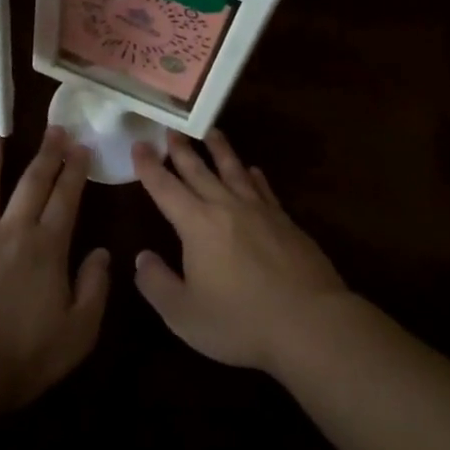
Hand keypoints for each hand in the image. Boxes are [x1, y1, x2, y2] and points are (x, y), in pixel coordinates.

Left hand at [0, 127, 109, 410]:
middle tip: (54, 128)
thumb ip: (94, 289)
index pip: (66, 199)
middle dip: (46, 154)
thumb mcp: (78, 333)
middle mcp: (10, 232)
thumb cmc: (21, 358)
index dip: (75, 171)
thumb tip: (103, 253)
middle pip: (31, 184)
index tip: (81, 146)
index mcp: (46, 248)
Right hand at [131, 129, 348, 373]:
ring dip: (220, 150)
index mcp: (197, 225)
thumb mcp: (184, 313)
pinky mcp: (286, 222)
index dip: (149, 167)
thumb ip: (157, 284)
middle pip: (199, 171)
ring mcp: (260, 211)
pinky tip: (253, 170)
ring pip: (234, 170)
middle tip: (171, 128)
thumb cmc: (240, 321)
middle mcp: (226, 207)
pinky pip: (264, 189)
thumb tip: (141, 258)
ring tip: (211, 131)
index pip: (166, 188)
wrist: (310, 322)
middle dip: (181, 149)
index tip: (139, 144)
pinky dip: (254, 176)